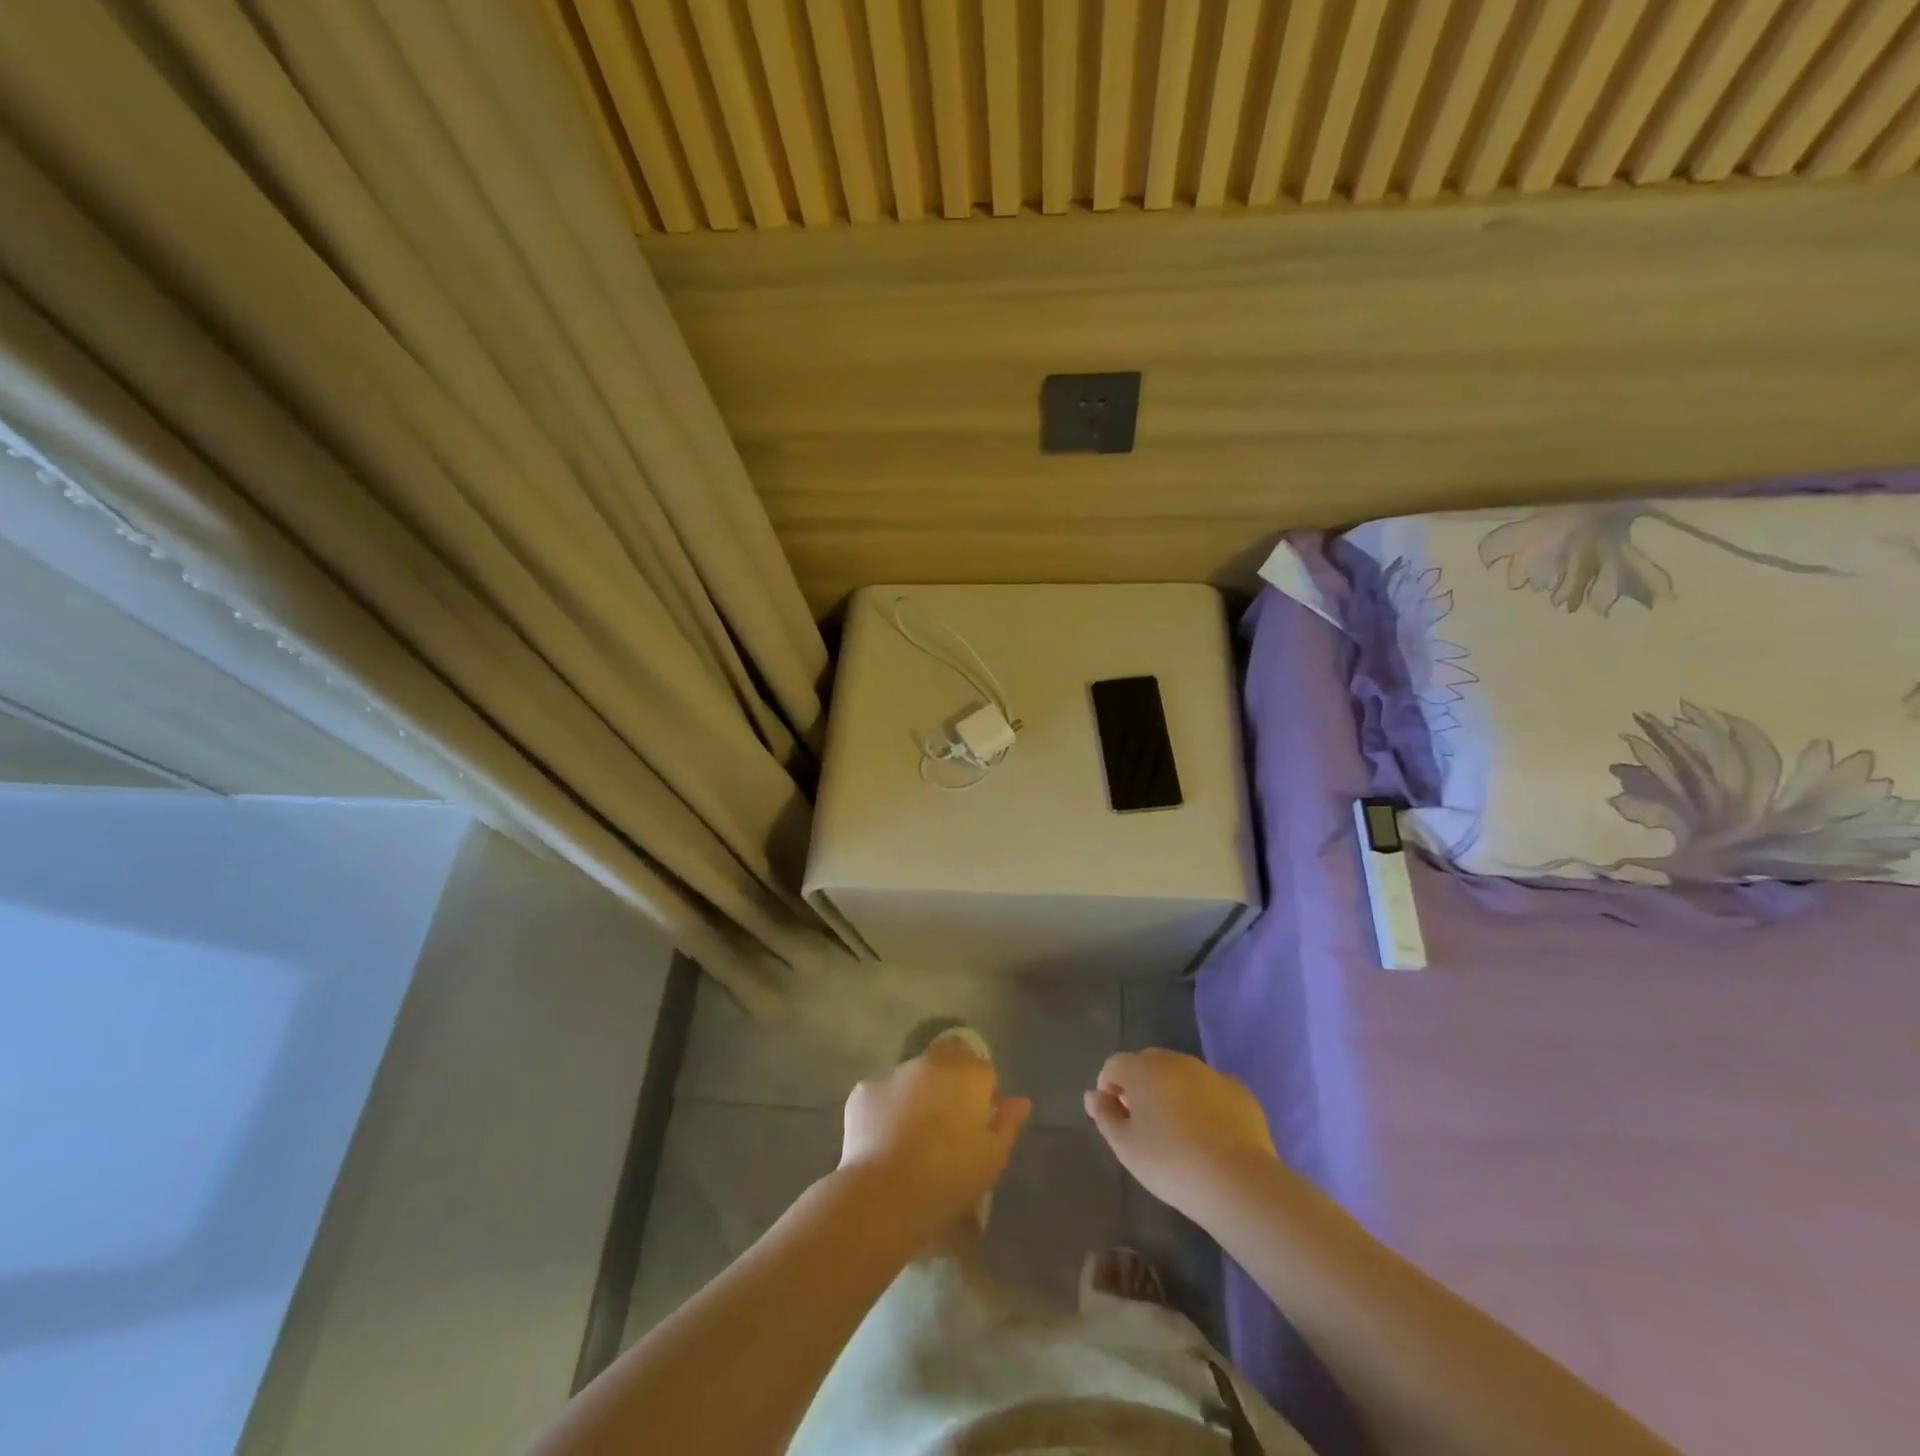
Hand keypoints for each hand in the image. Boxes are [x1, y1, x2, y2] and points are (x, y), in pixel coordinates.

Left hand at [840, 1038, 1031, 1235]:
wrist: (884, 1195)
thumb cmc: (949, 1178)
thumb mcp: (992, 1158)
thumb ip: (1008, 1123)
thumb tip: (1019, 1102)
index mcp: (968, 1075)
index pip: (984, 1070)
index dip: (984, 1095)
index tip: (979, 1123)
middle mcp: (932, 1062)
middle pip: (949, 1060)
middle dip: (952, 1082)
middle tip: (948, 1123)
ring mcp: (895, 1072)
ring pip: (914, 1076)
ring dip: (919, 1093)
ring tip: (913, 1134)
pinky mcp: (865, 1089)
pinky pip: (884, 1094)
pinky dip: (888, 1108)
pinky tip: (886, 1139)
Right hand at [1085, 1050, 1279, 1215]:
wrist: (1239, 1182)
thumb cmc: (1171, 1164)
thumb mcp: (1126, 1147)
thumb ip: (1105, 1116)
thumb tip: (1093, 1095)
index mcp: (1143, 1069)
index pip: (1114, 1064)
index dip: (1108, 1086)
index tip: (1114, 1116)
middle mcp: (1176, 1061)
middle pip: (1148, 1063)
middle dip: (1140, 1085)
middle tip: (1143, 1123)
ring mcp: (1211, 1073)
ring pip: (1181, 1074)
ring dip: (1171, 1091)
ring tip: (1177, 1130)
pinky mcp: (1240, 1091)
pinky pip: (1210, 1089)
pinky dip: (1203, 1102)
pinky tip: (1209, 1134)